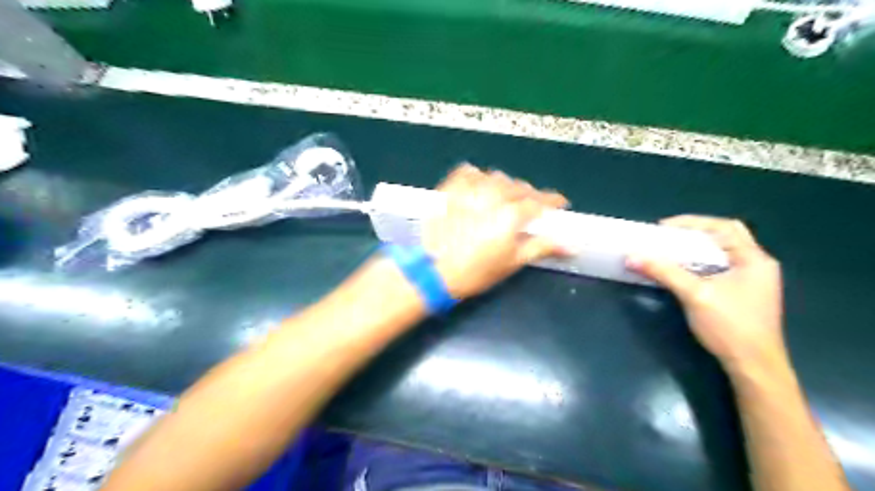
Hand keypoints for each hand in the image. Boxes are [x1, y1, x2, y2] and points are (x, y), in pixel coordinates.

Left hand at [423, 165, 567, 297]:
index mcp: (510, 215)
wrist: (432, 272)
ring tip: (507, 196)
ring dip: (507, 185)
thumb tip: (571, 245)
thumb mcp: (512, 262)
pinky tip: (480, 183)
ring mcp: (469, 191)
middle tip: (532, 206)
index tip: (560, 203)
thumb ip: (542, 247)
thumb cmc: (475, 271)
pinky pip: (468, 173)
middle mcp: (492, 197)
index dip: (553, 201)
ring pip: (496, 178)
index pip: (540, 201)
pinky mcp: (449, 190)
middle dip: (530, 194)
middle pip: (519, 188)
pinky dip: (479, 175)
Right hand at [630, 215, 786, 372]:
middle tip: (667, 238)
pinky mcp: (744, 294)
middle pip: (725, 237)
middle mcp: (757, 265)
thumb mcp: (694, 295)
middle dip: (694, 234)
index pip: (724, 227)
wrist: (753, 366)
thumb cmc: (729, 327)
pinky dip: (700, 264)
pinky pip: (720, 268)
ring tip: (670, 251)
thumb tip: (632, 257)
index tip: (664, 228)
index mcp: (754, 259)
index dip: (693, 222)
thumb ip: (664, 272)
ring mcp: (752, 281)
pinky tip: (683, 271)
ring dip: (696, 249)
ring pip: (722, 254)